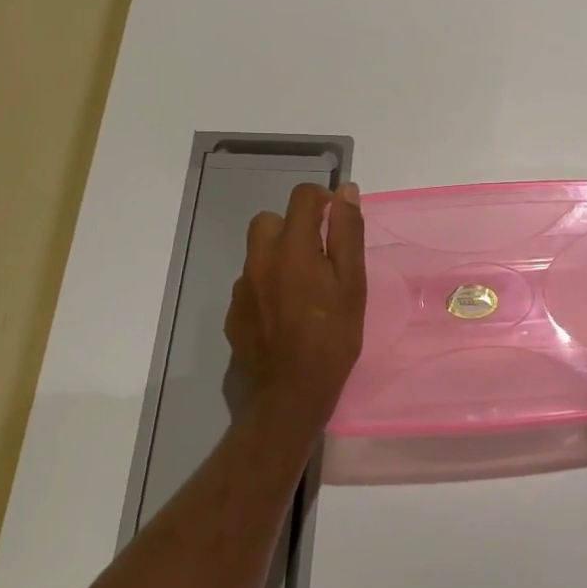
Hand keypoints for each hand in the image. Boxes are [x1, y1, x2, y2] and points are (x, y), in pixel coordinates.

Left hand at [224, 181, 366, 432]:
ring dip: (279, 256)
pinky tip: (285, 314)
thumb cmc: (331, 339)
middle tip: (319, 256)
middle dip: (294, 227)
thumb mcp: (352, 284)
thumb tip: (345, 191)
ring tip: (304, 289)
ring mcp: (242, 287)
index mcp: (292, 248)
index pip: (302, 197)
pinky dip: (268, 285)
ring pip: (258, 253)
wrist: (288, 396)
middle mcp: (260, 259)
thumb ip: (347, 234)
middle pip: (270, 220)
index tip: (337, 221)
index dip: (322, 200)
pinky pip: (251, 283)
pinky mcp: (234, 313)